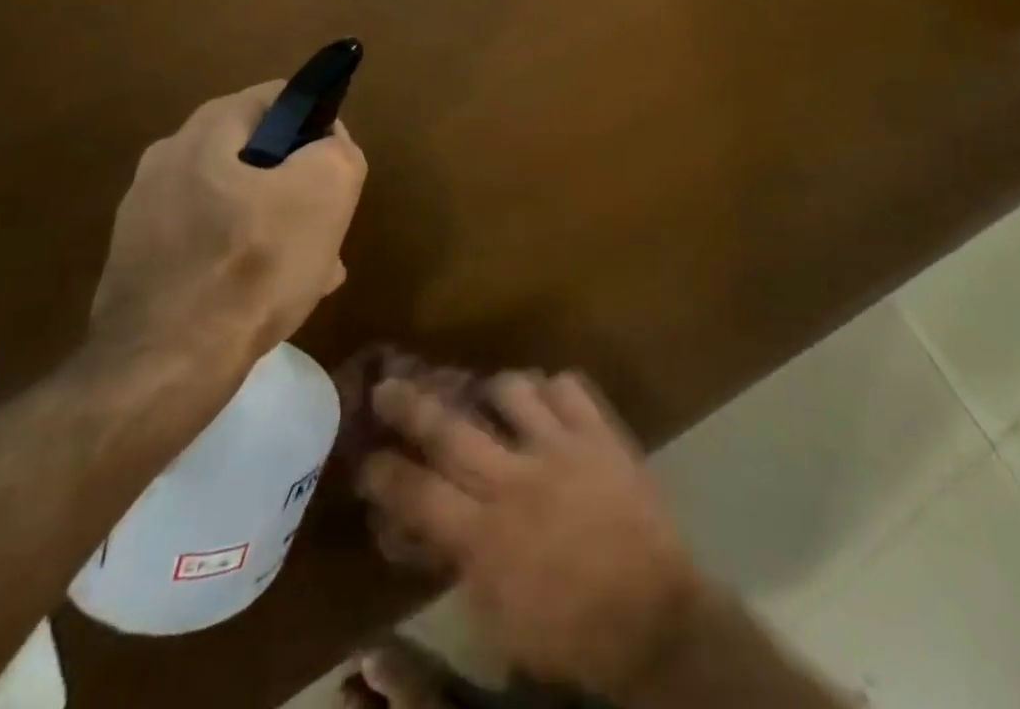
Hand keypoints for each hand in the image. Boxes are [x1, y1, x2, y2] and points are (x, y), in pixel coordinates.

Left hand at [91, 82, 366, 366]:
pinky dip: (240, 257)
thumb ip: (338, 149)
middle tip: (325, 228)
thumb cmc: (254, 265)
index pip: (281, 98)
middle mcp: (168, 157)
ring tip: (308, 271)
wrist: (164, 368)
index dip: (319, 128)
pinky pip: (207, 242)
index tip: (335, 174)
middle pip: (259, 154)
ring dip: (275, 226)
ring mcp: (145, 211)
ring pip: (236, 203)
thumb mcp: (328, 190)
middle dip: (298, 186)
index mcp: (207, 128)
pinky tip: (266, 297)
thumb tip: (327, 144)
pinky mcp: (137, 260)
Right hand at [356, 372, 705, 697]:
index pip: (418, 493)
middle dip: (411, 406)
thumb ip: (459, 565)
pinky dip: (551, 388)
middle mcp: (515, 480)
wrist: (653, 619)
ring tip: (488, 395)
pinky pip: (567, 386)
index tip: (365, 458)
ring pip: (511, 390)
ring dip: (493, 390)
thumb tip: (422, 529)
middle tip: (387, 386)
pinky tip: (547, 401)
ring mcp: (561, 448)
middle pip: (451, 429)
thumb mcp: (499, 619)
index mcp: (486, 536)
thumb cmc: (569, 632)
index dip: (385, 473)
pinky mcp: (599, 433)